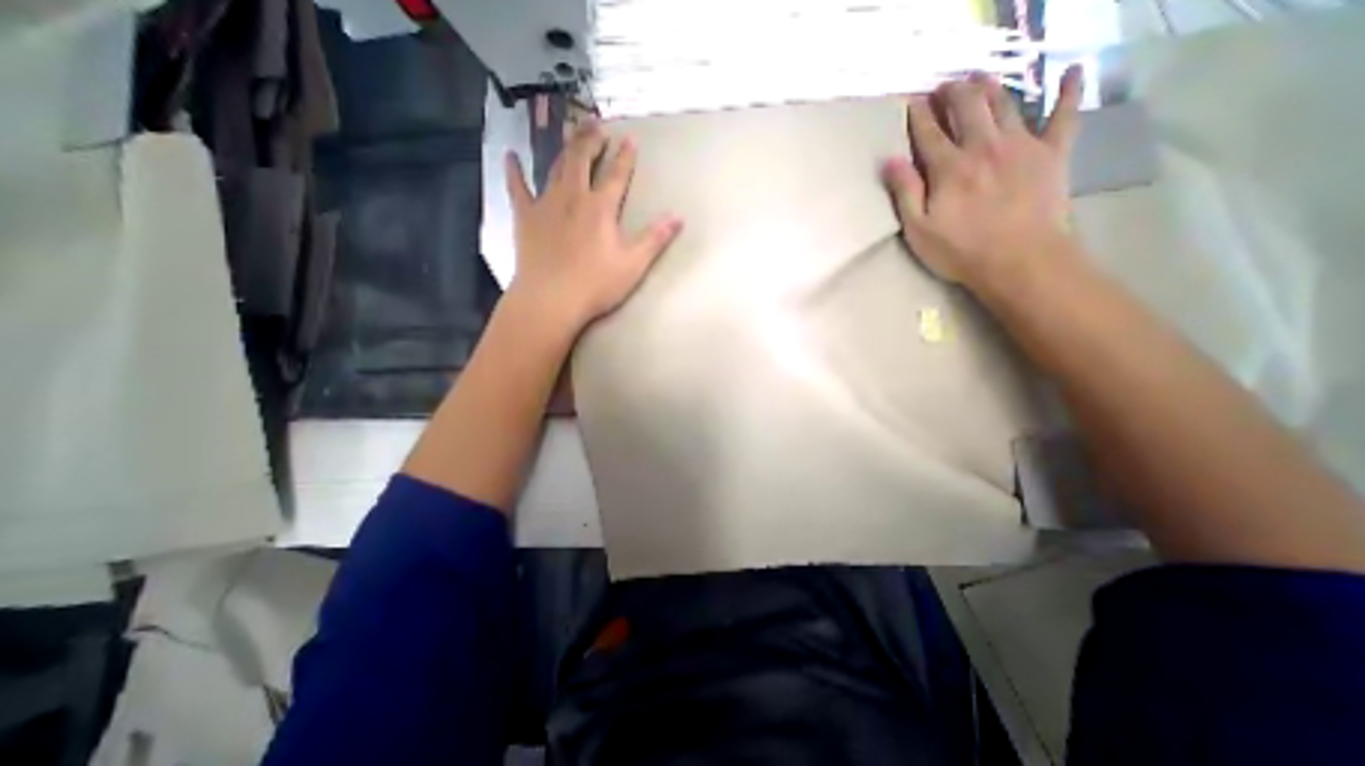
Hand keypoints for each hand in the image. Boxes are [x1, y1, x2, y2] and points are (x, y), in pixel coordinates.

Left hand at [502, 122, 682, 331]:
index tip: (629, 139)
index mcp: (601, 208)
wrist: (551, 300)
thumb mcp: (633, 265)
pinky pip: (517, 188)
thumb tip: (678, 217)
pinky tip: (510, 156)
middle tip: (597, 124)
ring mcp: (546, 204)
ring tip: (571, 133)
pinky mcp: (525, 217)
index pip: (616, 175)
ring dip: (565, 148)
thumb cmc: (595, 285)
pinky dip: (514, 171)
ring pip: (555, 167)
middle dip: (591, 140)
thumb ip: (655, 239)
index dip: (624, 157)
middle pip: (582, 160)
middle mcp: (573, 197)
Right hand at [885, 64, 1089, 291]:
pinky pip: (1064, 114)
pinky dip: (1069, 91)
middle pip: (967, 108)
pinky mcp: (1052, 153)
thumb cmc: (960, 250)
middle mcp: (983, 147)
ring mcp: (1021, 145)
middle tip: (945, 86)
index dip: (919, 116)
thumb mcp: (918, 229)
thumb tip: (889, 160)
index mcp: (949, 168)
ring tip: (979, 78)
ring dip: (990, 88)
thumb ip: (905, 192)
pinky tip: (1073, 71)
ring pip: (1005, 105)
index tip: (912, 102)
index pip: (929, 133)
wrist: (1020, 260)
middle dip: (953, 93)